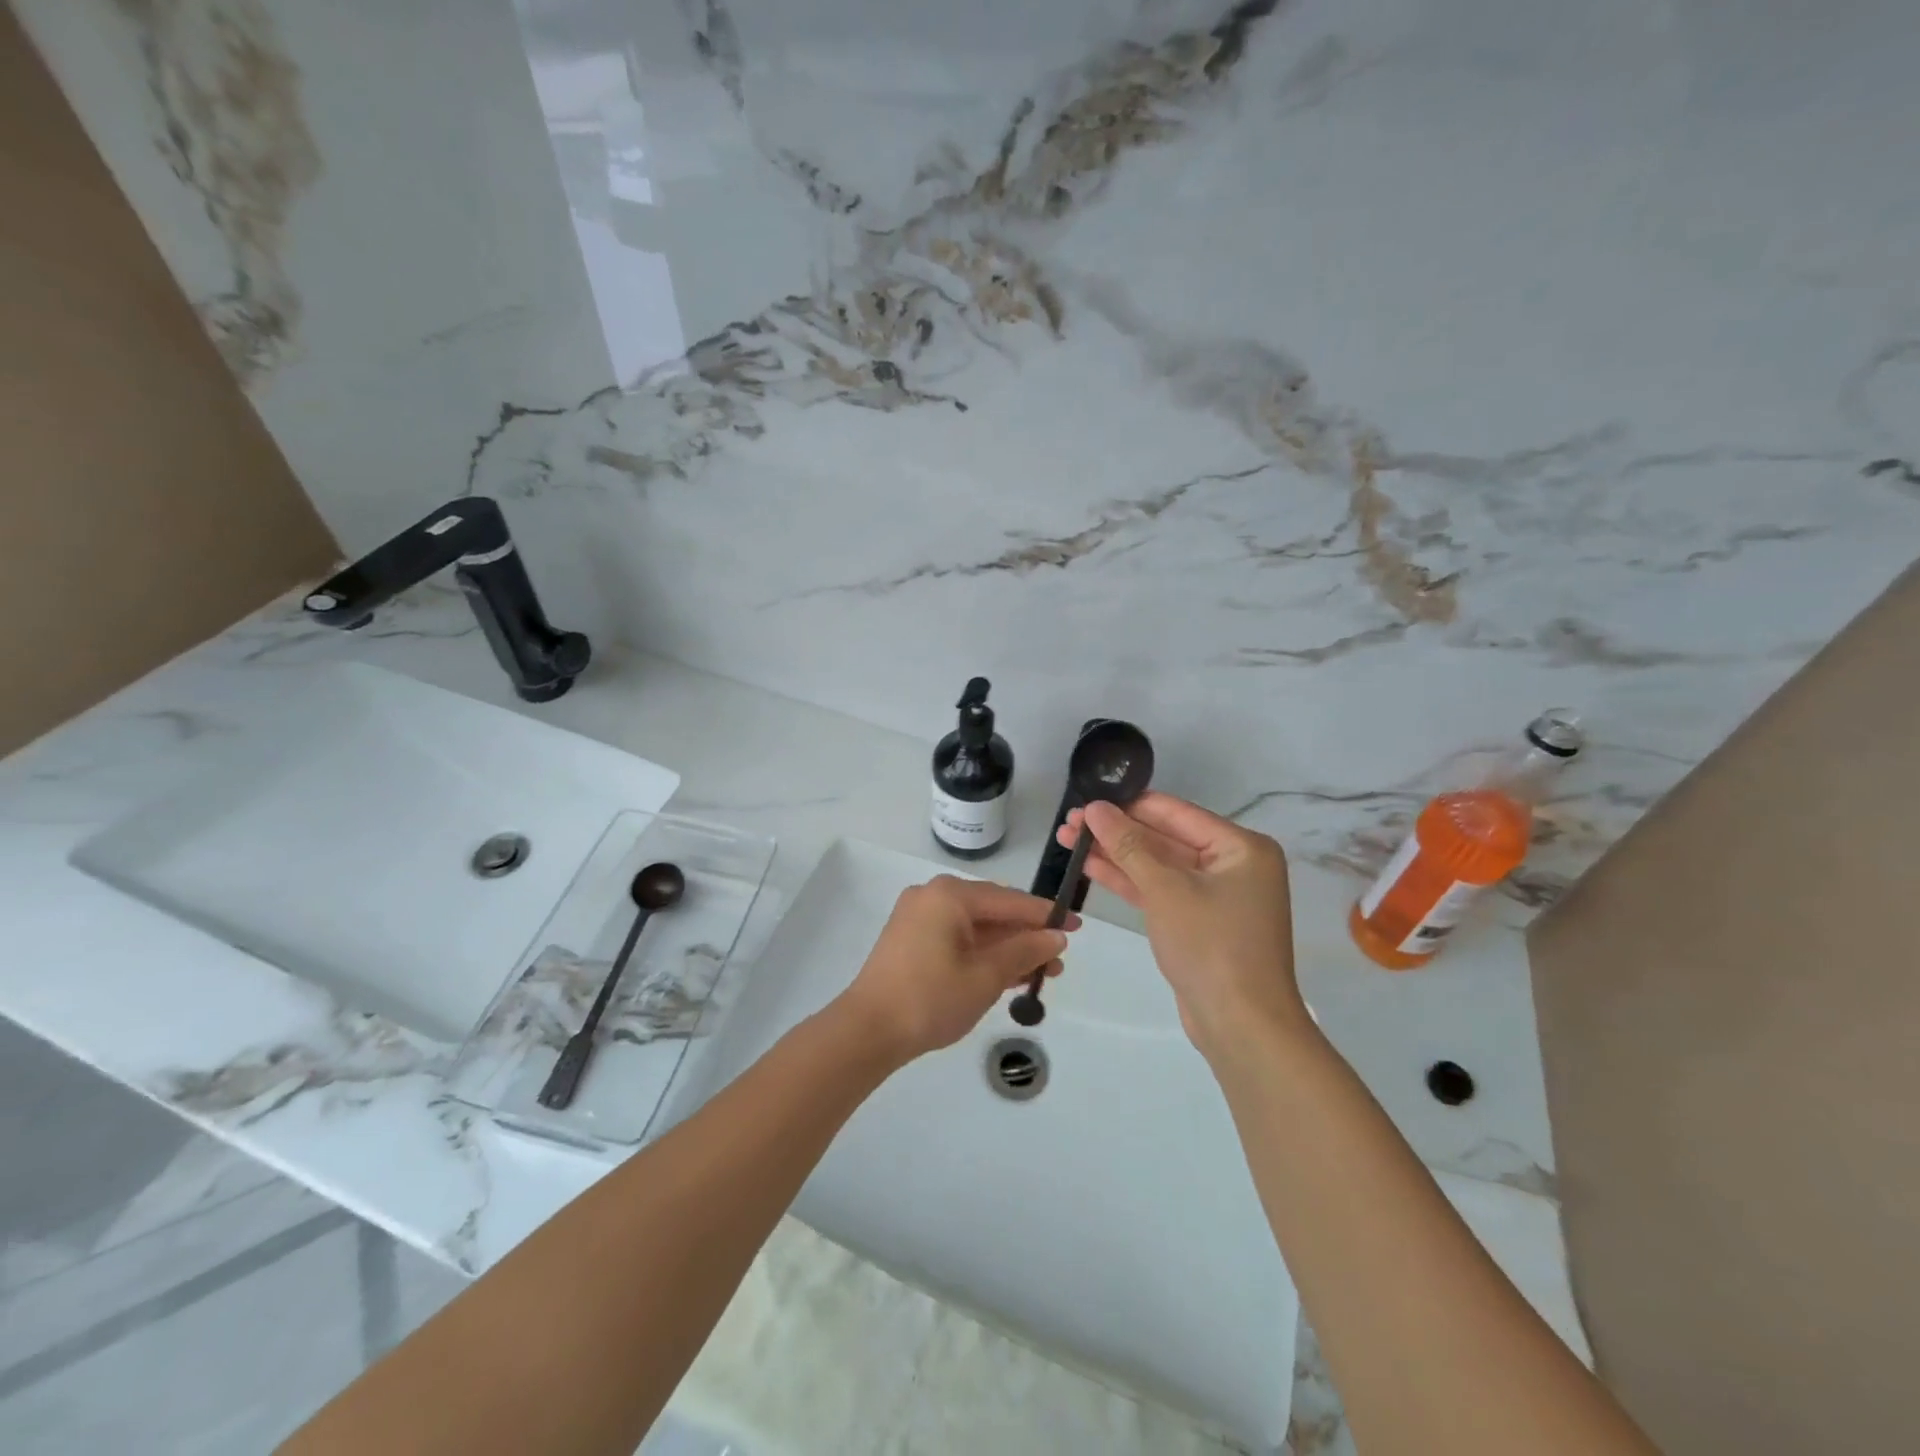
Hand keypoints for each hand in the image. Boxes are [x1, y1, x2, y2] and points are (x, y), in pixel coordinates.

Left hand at [837, 877, 1070, 1064]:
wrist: (869, 1030)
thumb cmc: (932, 997)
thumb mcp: (986, 975)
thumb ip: (1024, 950)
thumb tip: (1055, 936)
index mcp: (949, 895)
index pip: (1008, 900)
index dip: (1045, 915)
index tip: (1076, 925)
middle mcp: (932, 897)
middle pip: (991, 911)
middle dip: (1026, 935)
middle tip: (1058, 958)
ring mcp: (918, 918)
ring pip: (974, 928)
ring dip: (1007, 948)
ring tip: (1041, 973)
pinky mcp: (910, 941)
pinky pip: (956, 939)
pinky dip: (982, 954)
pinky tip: (1008, 975)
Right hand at [1059, 792, 1302, 1057]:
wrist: (1242, 1026)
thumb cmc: (1211, 946)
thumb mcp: (1166, 889)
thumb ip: (1128, 845)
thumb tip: (1095, 808)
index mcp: (1240, 847)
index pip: (1175, 813)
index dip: (1128, 805)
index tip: (1086, 799)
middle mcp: (1232, 865)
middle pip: (1164, 838)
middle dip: (1116, 832)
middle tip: (1068, 823)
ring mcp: (1215, 896)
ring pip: (1157, 866)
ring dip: (1115, 855)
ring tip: (1068, 841)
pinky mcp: (1198, 923)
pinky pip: (1160, 891)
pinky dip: (1129, 881)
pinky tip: (1091, 867)